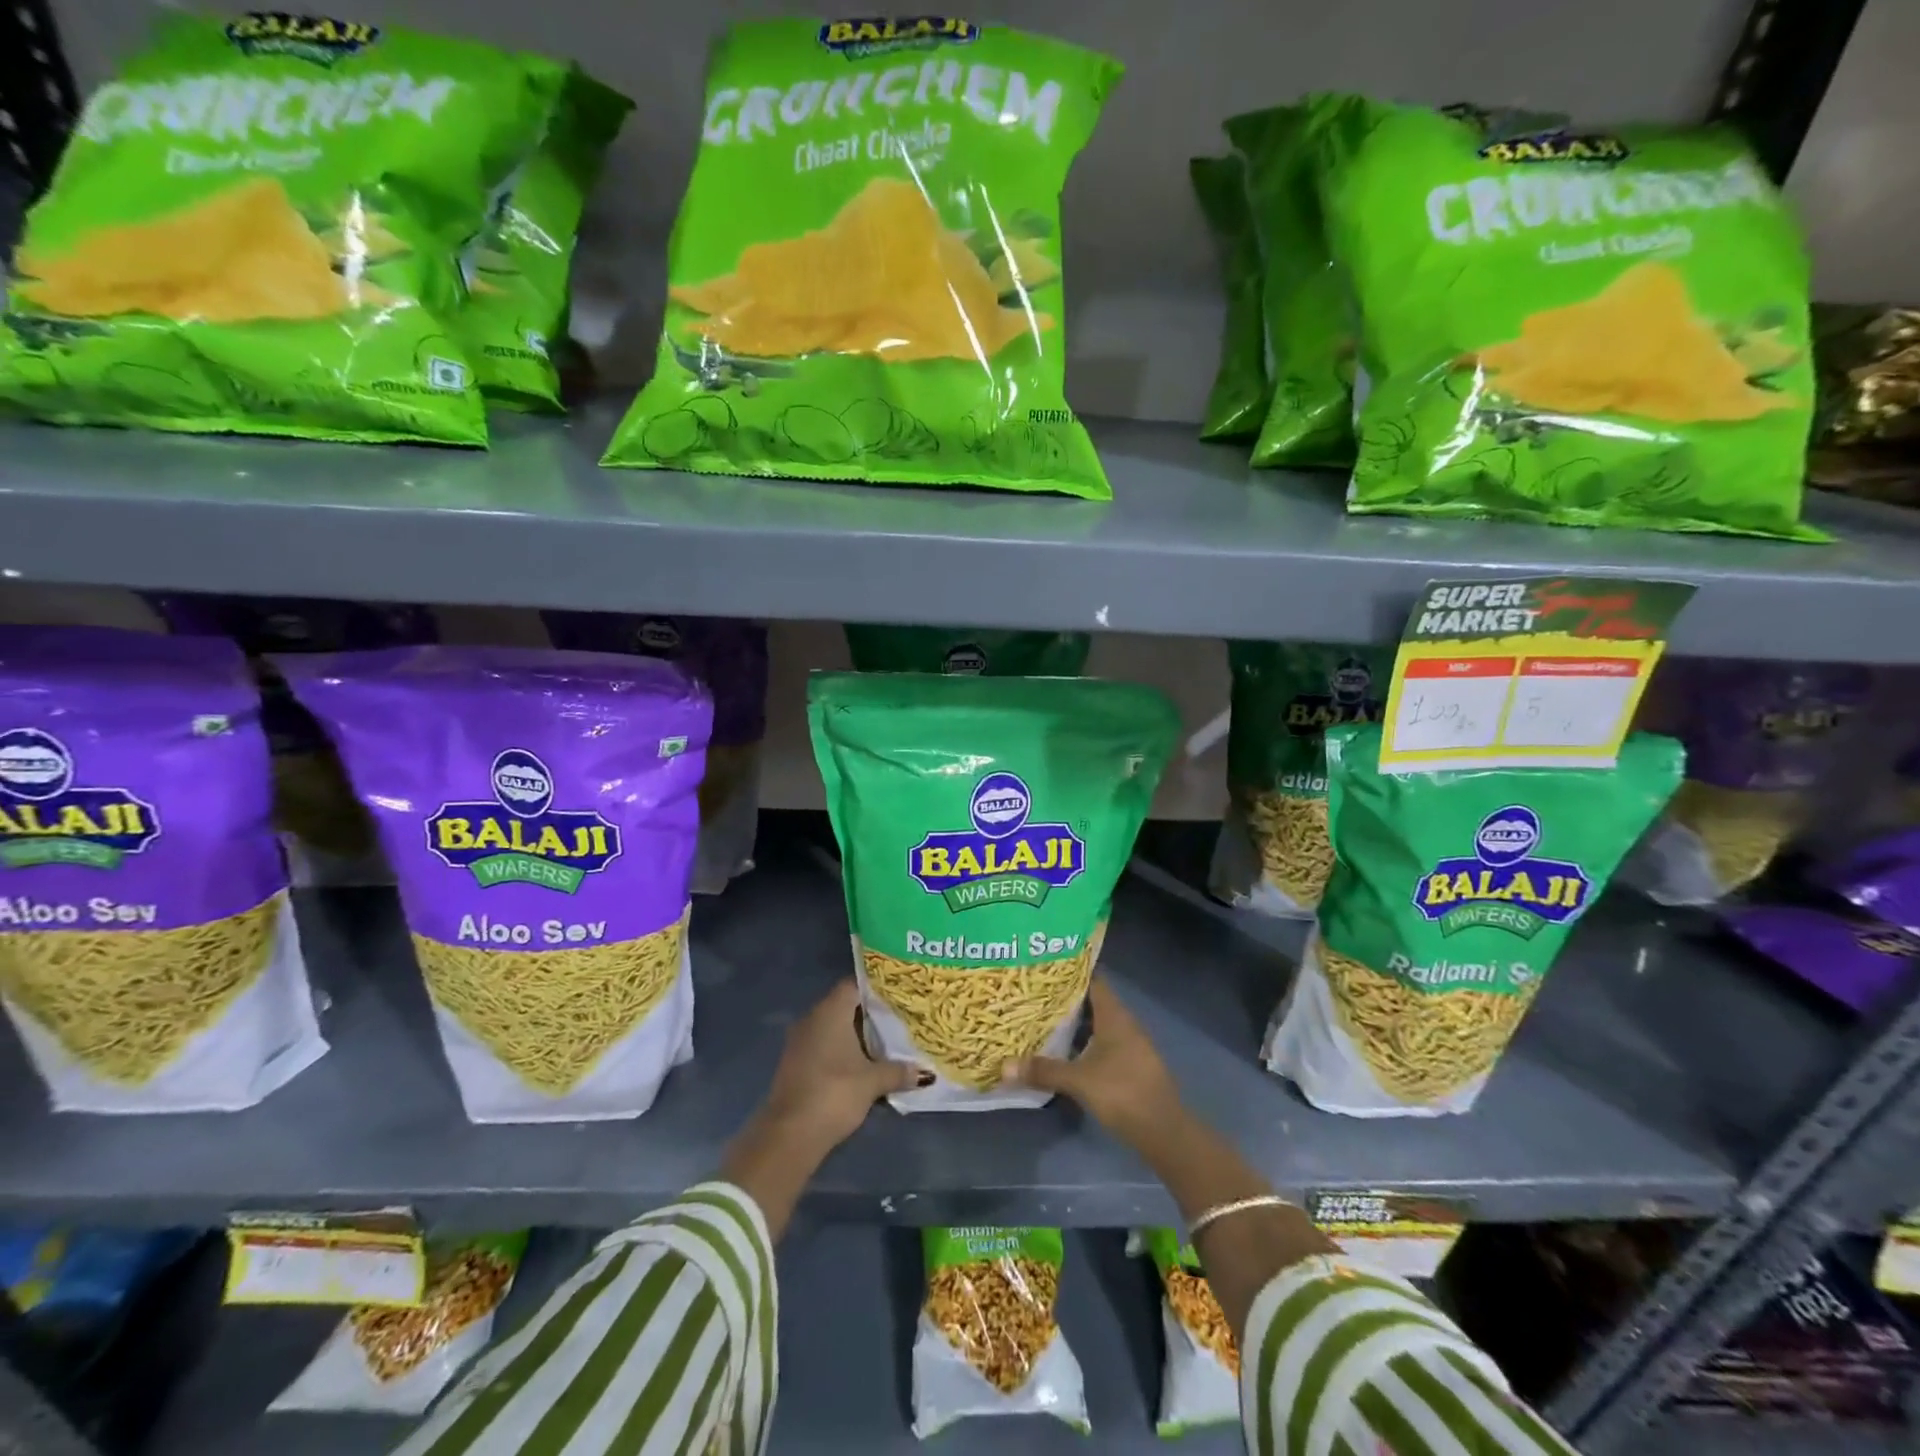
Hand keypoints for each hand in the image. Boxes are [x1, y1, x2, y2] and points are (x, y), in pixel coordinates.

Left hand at [760, 979, 925, 1151]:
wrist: (790, 1135)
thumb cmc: (834, 1093)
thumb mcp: (873, 1082)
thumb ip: (899, 1071)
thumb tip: (925, 1073)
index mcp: (830, 1010)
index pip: (854, 985)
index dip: (876, 988)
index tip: (898, 994)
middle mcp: (812, 1018)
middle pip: (845, 1005)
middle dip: (870, 1013)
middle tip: (899, 1018)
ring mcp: (800, 1041)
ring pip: (834, 1027)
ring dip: (856, 1035)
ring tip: (886, 1042)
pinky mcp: (796, 1063)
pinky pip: (824, 1046)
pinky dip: (842, 1051)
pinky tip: (862, 1064)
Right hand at [1002, 978, 1183, 1148]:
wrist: (1164, 1131)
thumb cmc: (1123, 1093)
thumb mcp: (1079, 1081)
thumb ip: (1044, 1070)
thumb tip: (1004, 1066)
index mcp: (1115, 1016)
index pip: (1093, 981)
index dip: (1071, 974)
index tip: (1045, 970)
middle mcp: (1124, 1024)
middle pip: (1093, 1002)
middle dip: (1066, 1000)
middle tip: (1035, 996)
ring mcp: (1130, 1045)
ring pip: (1098, 1025)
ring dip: (1075, 1024)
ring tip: (1043, 1021)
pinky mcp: (1131, 1065)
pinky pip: (1103, 1044)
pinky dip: (1084, 1043)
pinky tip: (1065, 1052)